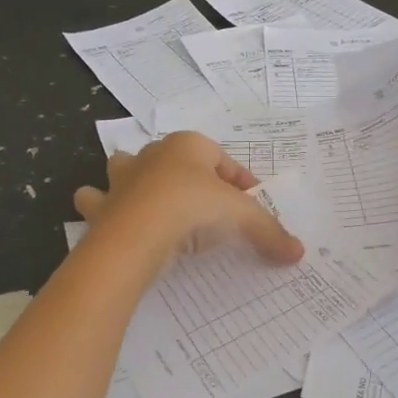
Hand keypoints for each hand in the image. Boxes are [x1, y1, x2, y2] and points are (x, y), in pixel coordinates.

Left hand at [74, 131, 304, 265]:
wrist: (138, 233)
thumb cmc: (194, 207)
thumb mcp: (242, 216)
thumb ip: (269, 231)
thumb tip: (299, 252)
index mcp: (189, 145)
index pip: (223, 160)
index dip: (241, 182)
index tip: (252, 207)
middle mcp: (152, 154)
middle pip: (175, 160)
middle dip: (189, 177)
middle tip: (207, 208)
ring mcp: (122, 179)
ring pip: (125, 169)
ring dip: (134, 181)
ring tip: (150, 203)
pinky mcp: (103, 206)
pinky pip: (98, 201)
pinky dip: (102, 208)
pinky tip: (114, 222)